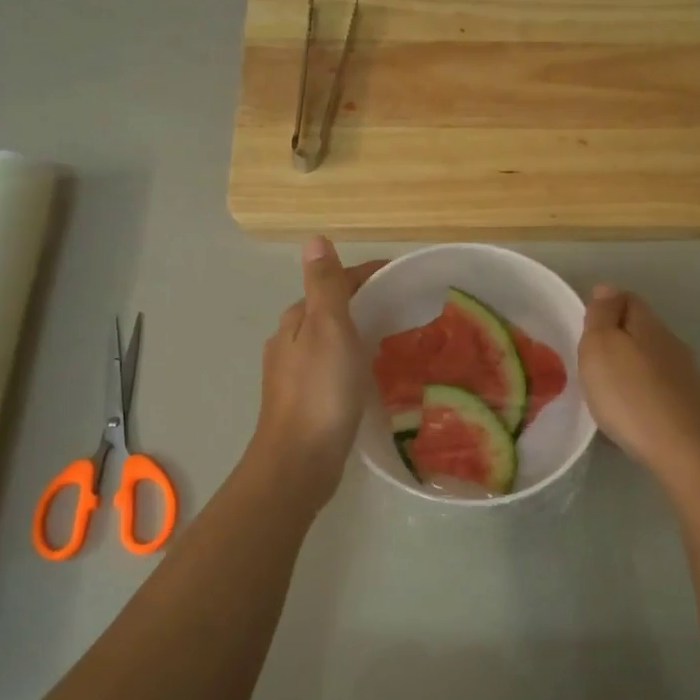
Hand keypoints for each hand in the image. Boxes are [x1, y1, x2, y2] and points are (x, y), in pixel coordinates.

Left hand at [247, 236, 384, 507]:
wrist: (300, 460)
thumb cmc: (320, 391)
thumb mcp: (327, 329)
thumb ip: (324, 285)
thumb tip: (314, 239)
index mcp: (296, 320)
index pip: (334, 283)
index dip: (368, 275)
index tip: (406, 277)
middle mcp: (290, 342)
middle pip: (332, 310)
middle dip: (366, 303)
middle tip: (409, 309)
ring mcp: (296, 374)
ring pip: (333, 341)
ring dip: (360, 333)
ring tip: (398, 339)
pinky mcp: (307, 401)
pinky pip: (335, 368)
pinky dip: (355, 360)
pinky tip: (373, 374)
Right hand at [578, 285, 699, 485]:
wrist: (684, 451)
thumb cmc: (631, 395)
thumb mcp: (601, 347)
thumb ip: (602, 316)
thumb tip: (607, 289)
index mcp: (649, 325)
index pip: (626, 298)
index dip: (604, 305)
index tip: (583, 326)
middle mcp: (672, 344)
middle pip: (640, 328)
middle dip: (616, 337)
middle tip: (588, 359)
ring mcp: (685, 376)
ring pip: (650, 359)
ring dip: (628, 367)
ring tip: (605, 387)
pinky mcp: (689, 406)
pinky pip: (657, 387)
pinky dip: (639, 392)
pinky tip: (628, 411)